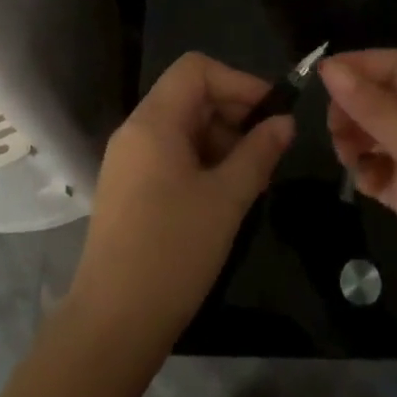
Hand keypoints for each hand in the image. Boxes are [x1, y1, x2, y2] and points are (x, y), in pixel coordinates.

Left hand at [70, 53, 292, 345]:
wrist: (111, 326)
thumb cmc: (172, 252)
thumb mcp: (226, 200)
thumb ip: (258, 153)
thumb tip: (285, 122)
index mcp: (154, 121)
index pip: (197, 69)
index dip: (238, 81)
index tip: (271, 113)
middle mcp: (135, 130)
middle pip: (189, 95)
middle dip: (233, 113)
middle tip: (268, 149)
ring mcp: (128, 160)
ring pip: (181, 126)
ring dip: (220, 140)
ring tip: (252, 177)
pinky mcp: (127, 189)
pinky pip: (169, 154)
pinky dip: (200, 161)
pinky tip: (223, 195)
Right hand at [321, 49, 396, 338]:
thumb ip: (373, 108)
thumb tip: (329, 67)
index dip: (360, 65)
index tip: (321, 78)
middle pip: (385, 98)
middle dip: (356, 107)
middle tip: (333, 129)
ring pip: (380, 133)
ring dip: (357, 139)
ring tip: (347, 159)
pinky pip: (383, 168)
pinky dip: (369, 171)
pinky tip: (366, 186)